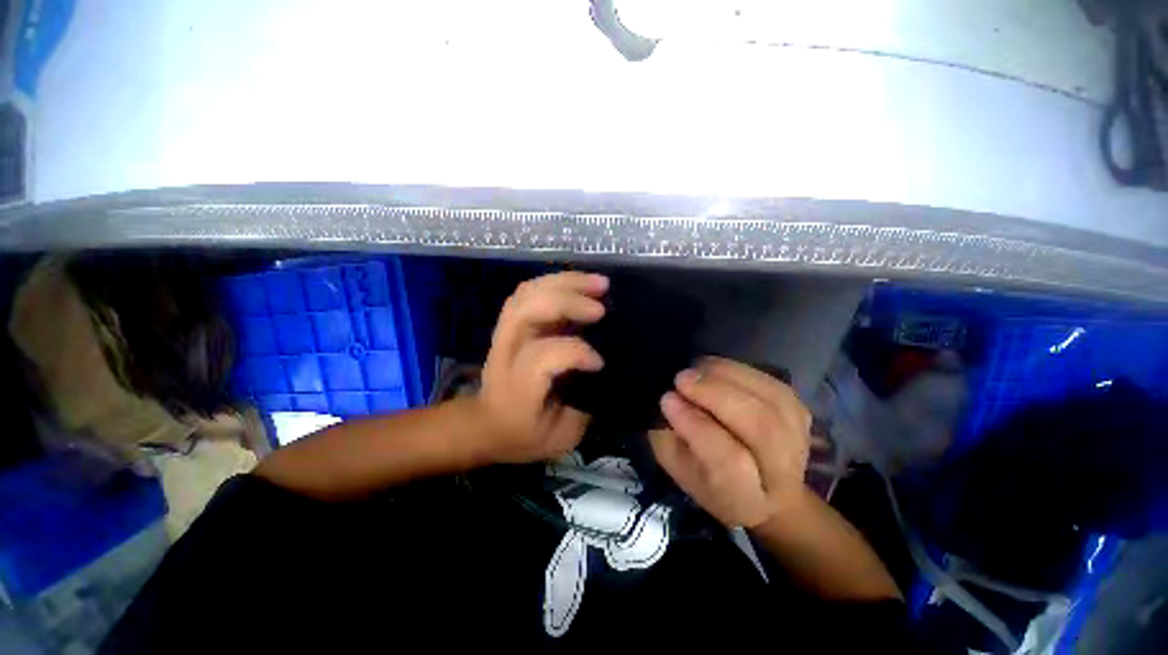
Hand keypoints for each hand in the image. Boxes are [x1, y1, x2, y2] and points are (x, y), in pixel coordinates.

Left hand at [473, 271, 606, 463]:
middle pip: (528, 311)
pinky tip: (578, 284)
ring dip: (565, 283)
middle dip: (569, 302)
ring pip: (527, 293)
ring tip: (598, 283)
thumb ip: (583, 407)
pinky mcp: (507, 324)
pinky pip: (527, 291)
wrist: (485, 425)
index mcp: (517, 388)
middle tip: (602, 307)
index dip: (576, 352)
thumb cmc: (523, 435)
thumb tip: (604, 374)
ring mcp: (503, 334)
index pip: (542, 356)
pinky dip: (555, 282)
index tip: (599, 363)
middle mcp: (506, 353)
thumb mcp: (560, 438)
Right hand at [649, 357, 814, 528]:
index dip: (695, 425)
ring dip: (728, 376)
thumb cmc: (714, 484)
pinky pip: (773, 382)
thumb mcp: (681, 471)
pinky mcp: (801, 414)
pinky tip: (717, 369)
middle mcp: (782, 472)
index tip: (667, 399)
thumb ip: (670, 440)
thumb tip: (669, 400)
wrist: (770, 494)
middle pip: (760, 426)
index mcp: (745, 497)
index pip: (728, 460)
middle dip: (716, 394)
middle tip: (682, 378)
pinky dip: (741, 371)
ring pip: (771, 399)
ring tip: (697, 369)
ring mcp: (799, 440)